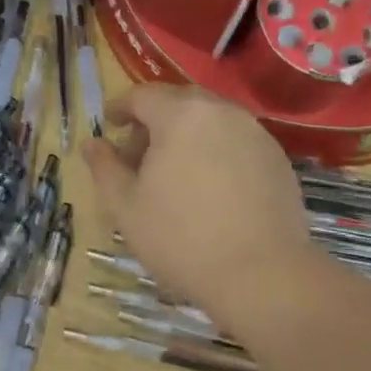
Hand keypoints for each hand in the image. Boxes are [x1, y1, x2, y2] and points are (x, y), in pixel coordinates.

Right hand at [83, 86, 311, 333]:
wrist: (261, 274)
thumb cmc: (180, 238)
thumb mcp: (125, 207)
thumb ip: (104, 168)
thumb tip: (91, 143)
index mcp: (181, 116)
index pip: (143, 95)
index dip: (120, 107)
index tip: (109, 126)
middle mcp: (222, 112)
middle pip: (179, 103)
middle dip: (154, 122)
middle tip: (138, 156)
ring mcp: (256, 134)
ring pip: (211, 122)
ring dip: (186, 137)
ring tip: (173, 176)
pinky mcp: (278, 159)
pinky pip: (236, 142)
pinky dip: (215, 153)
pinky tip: (209, 190)